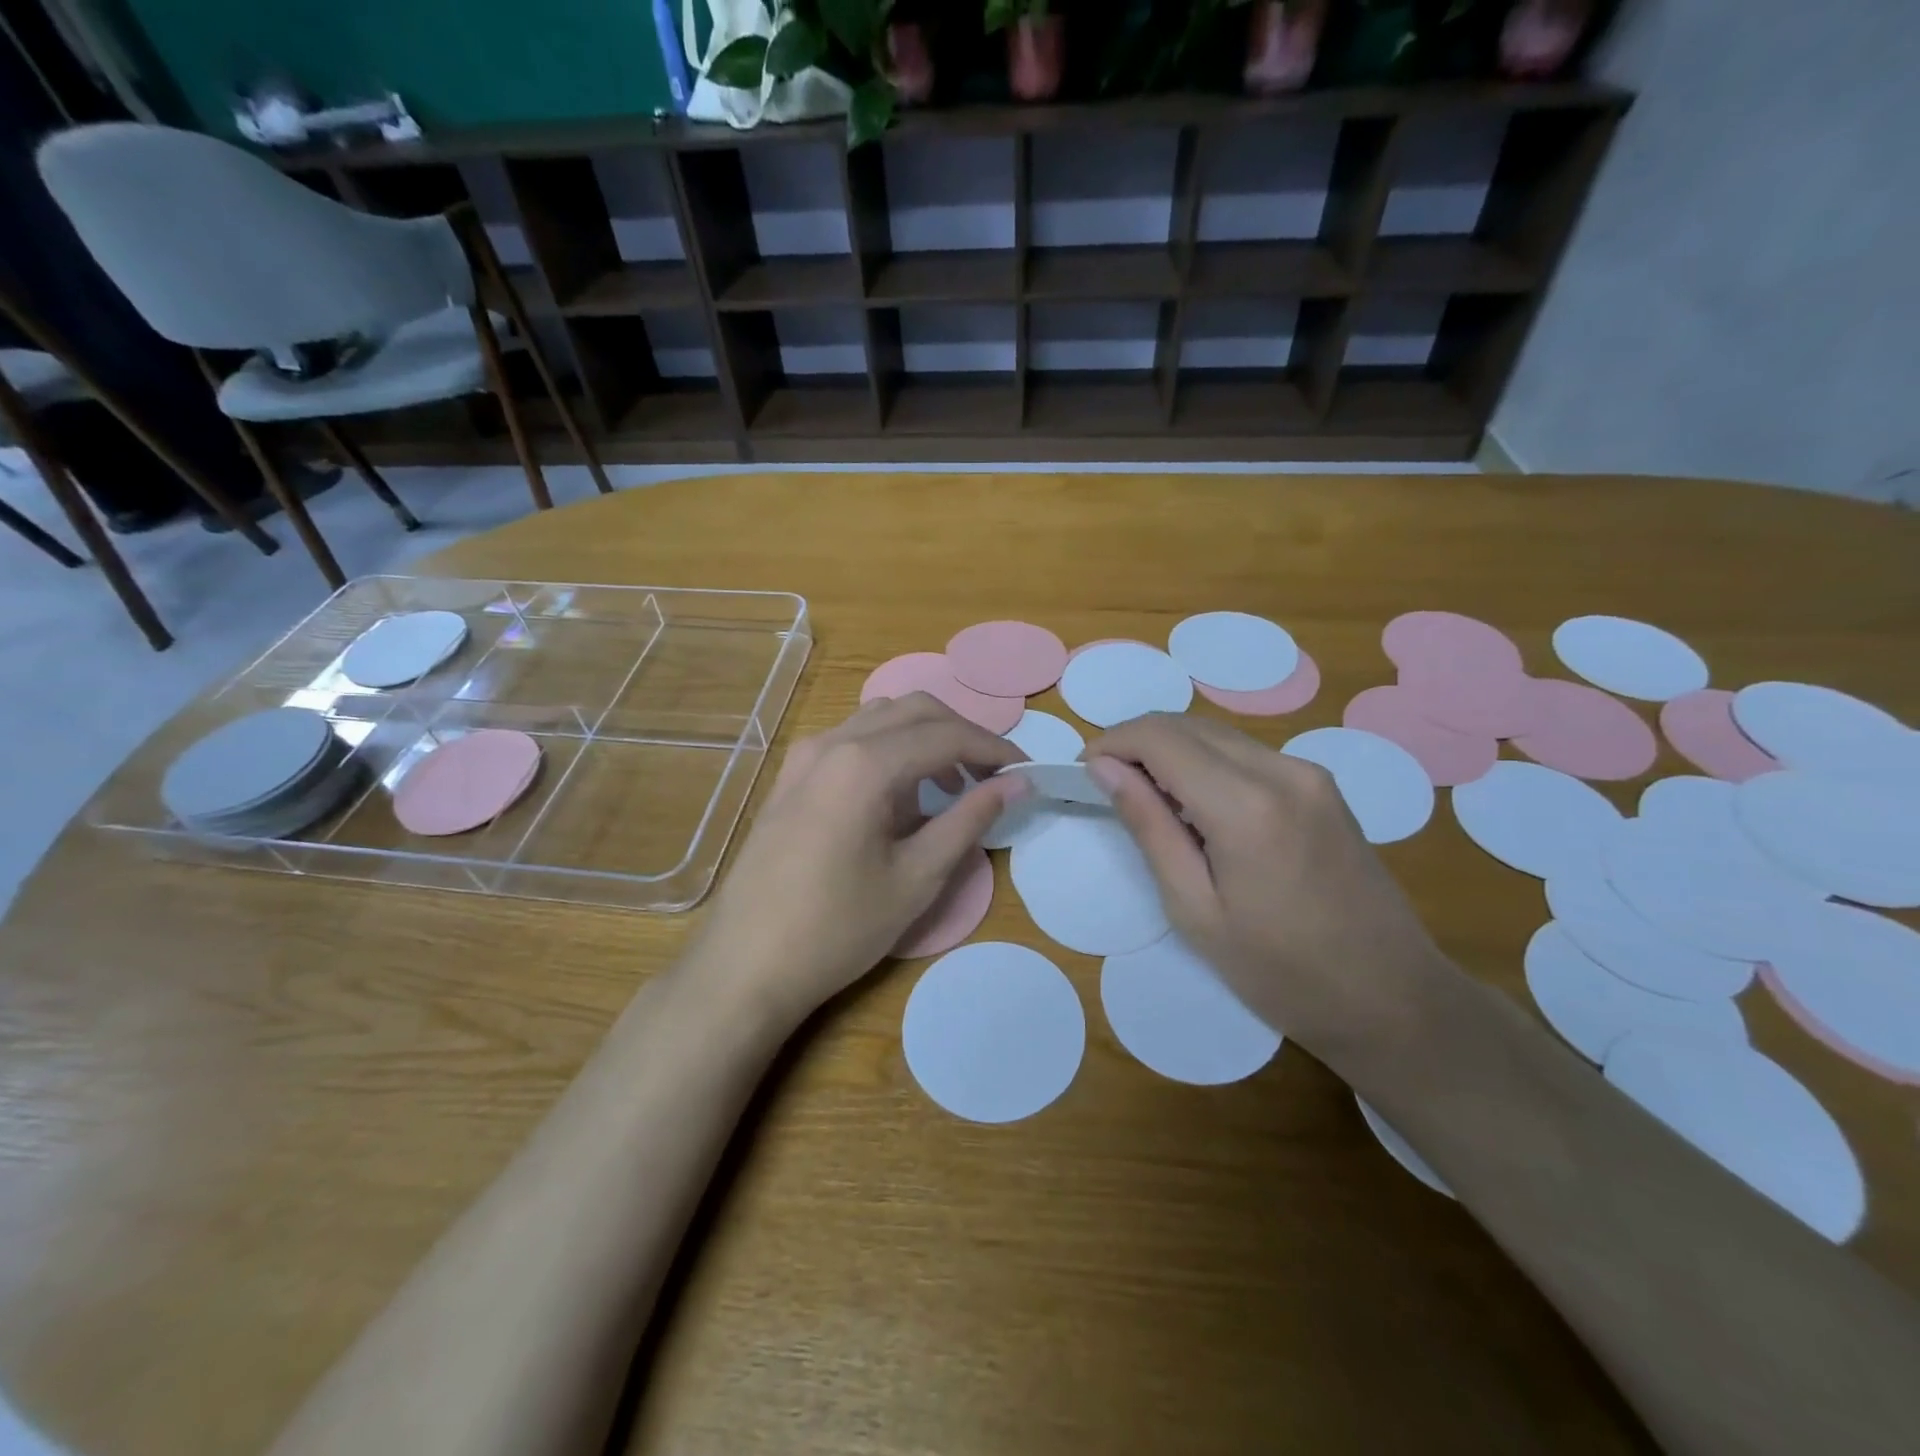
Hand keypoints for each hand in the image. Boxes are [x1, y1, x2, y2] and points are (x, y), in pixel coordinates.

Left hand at [691, 694, 1029, 1029]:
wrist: (744, 966)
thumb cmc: (836, 929)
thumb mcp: (916, 878)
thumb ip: (969, 820)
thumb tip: (1017, 784)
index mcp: (865, 763)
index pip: (946, 735)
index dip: (993, 748)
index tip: (1025, 772)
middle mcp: (832, 743)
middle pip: (914, 710)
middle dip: (962, 734)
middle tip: (993, 776)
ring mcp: (804, 756)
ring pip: (880, 719)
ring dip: (925, 738)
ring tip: (951, 786)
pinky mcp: (790, 777)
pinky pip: (851, 740)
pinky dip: (890, 750)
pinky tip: (899, 796)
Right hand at [1085, 714, 1448, 1066]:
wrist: (1393, 999)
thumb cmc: (1281, 972)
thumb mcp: (1194, 909)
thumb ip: (1148, 827)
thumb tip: (1104, 769)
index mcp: (1245, 804)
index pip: (1159, 738)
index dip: (1112, 743)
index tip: (1082, 771)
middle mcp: (1281, 770)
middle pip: (1187, 725)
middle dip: (1136, 742)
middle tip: (1105, 784)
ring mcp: (1309, 773)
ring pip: (1217, 734)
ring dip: (1170, 750)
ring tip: (1145, 798)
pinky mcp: (1322, 786)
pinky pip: (1246, 753)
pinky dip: (1206, 763)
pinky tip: (1195, 806)